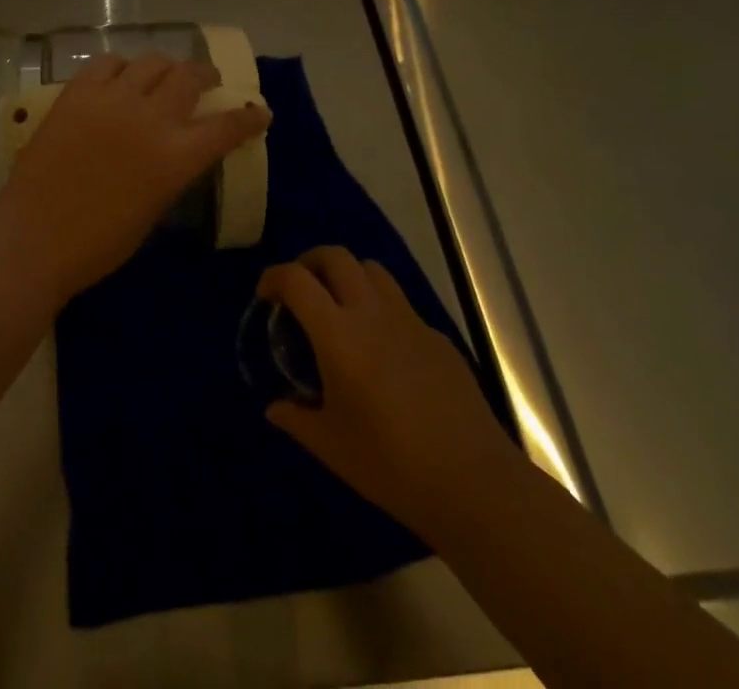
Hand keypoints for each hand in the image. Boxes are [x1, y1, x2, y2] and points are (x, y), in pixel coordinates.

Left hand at [0, 53, 269, 303]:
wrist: (33, 237)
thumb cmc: (98, 243)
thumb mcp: (153, 210)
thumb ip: (173, 171)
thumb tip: (181, 150)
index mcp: (175, 157)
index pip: (227, 126)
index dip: (249, 117)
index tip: (261, 111)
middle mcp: (150, 118)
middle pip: (190, 76)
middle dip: (207, 75)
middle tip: (208, 81)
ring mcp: (111, 99)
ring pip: (152, 61)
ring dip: (166, 67)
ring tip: (164, 75)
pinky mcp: (78, 92)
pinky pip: (108, 63)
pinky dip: (122, 68)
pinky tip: (120, 79)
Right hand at [258, 246, 508, 541]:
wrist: (473, 482)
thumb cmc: (392, 465)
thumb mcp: (332, 447)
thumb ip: (297, 419)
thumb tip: (274, 408)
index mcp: (339, 334)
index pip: (297, 279)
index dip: (274, 277)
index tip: (265, 295)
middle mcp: (372, 312)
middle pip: (336, 256)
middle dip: (309, 262)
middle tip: (299, 290)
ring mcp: (409, 320)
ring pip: (372, 270)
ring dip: (347, 275)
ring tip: (338, 306)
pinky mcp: (437, 336)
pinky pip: (400, 303)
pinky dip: (379, 306)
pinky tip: (381, 348)